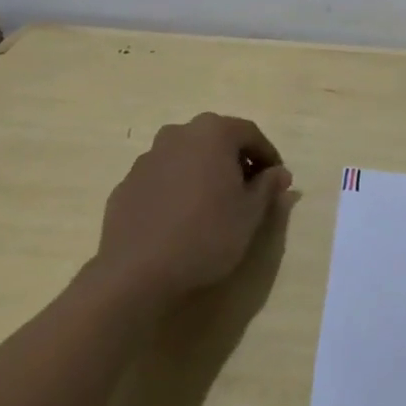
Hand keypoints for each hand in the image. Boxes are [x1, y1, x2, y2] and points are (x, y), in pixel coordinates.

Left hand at [90, 113, 292, 304]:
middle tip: (247, 191)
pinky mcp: (126, 184)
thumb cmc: (205, 234)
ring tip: (212, 206)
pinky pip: (162, 179)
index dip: (267, 156)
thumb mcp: (250, 214)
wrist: (135, 273)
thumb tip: (279, 173)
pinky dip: (176, 190)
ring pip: (187, 157)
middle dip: (234, 161)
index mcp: (213, 132)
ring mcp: (148, 158)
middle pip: (216, 140)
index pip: (250, 134)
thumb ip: (267, 187)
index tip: (276, 181)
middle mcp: (179, 134)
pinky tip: (179, 219)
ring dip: (203, 173)